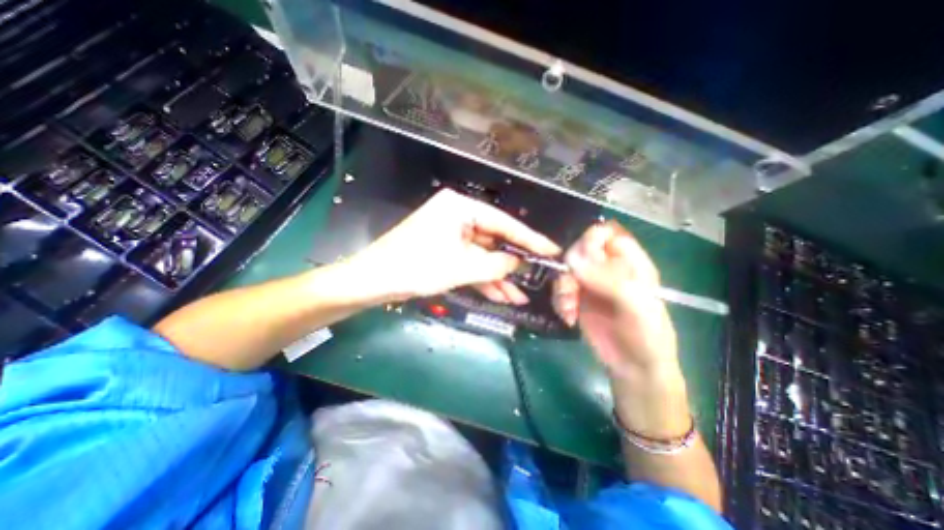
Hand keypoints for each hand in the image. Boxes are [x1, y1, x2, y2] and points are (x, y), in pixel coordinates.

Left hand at [347, 190, 557, 304]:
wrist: (373, 281)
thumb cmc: (416, 267)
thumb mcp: (461, 267)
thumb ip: (496, 264)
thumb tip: (519, 263)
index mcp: (460, 208)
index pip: (503, 223)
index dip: (529, 239)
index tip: (551, 250)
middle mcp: (458, 216)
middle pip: (494, 240)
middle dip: (512, 264)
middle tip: (537, 277)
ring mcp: (451, 235)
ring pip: (483, 256)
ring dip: (498, 277)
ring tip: (519, 297)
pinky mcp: (445, 251)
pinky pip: (470, 263)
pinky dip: (483, 279)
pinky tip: (501, 296)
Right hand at [551, 221, 683, 381]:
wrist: (633, 368)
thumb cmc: (645, 335)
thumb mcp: (635, 305)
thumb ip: (607, 279)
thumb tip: (572, 259)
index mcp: (629, 262)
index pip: (606, 234)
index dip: (590, 240)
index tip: (581, 259)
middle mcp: (607, 268)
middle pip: (579, 251)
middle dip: (570, 270)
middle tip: (571, 290)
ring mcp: (590, 283)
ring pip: (565, 271)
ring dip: (562, 289)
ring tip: (569, 310)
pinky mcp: (577, 299)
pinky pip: (559, 290)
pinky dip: (559, 302)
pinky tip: (568, 317)